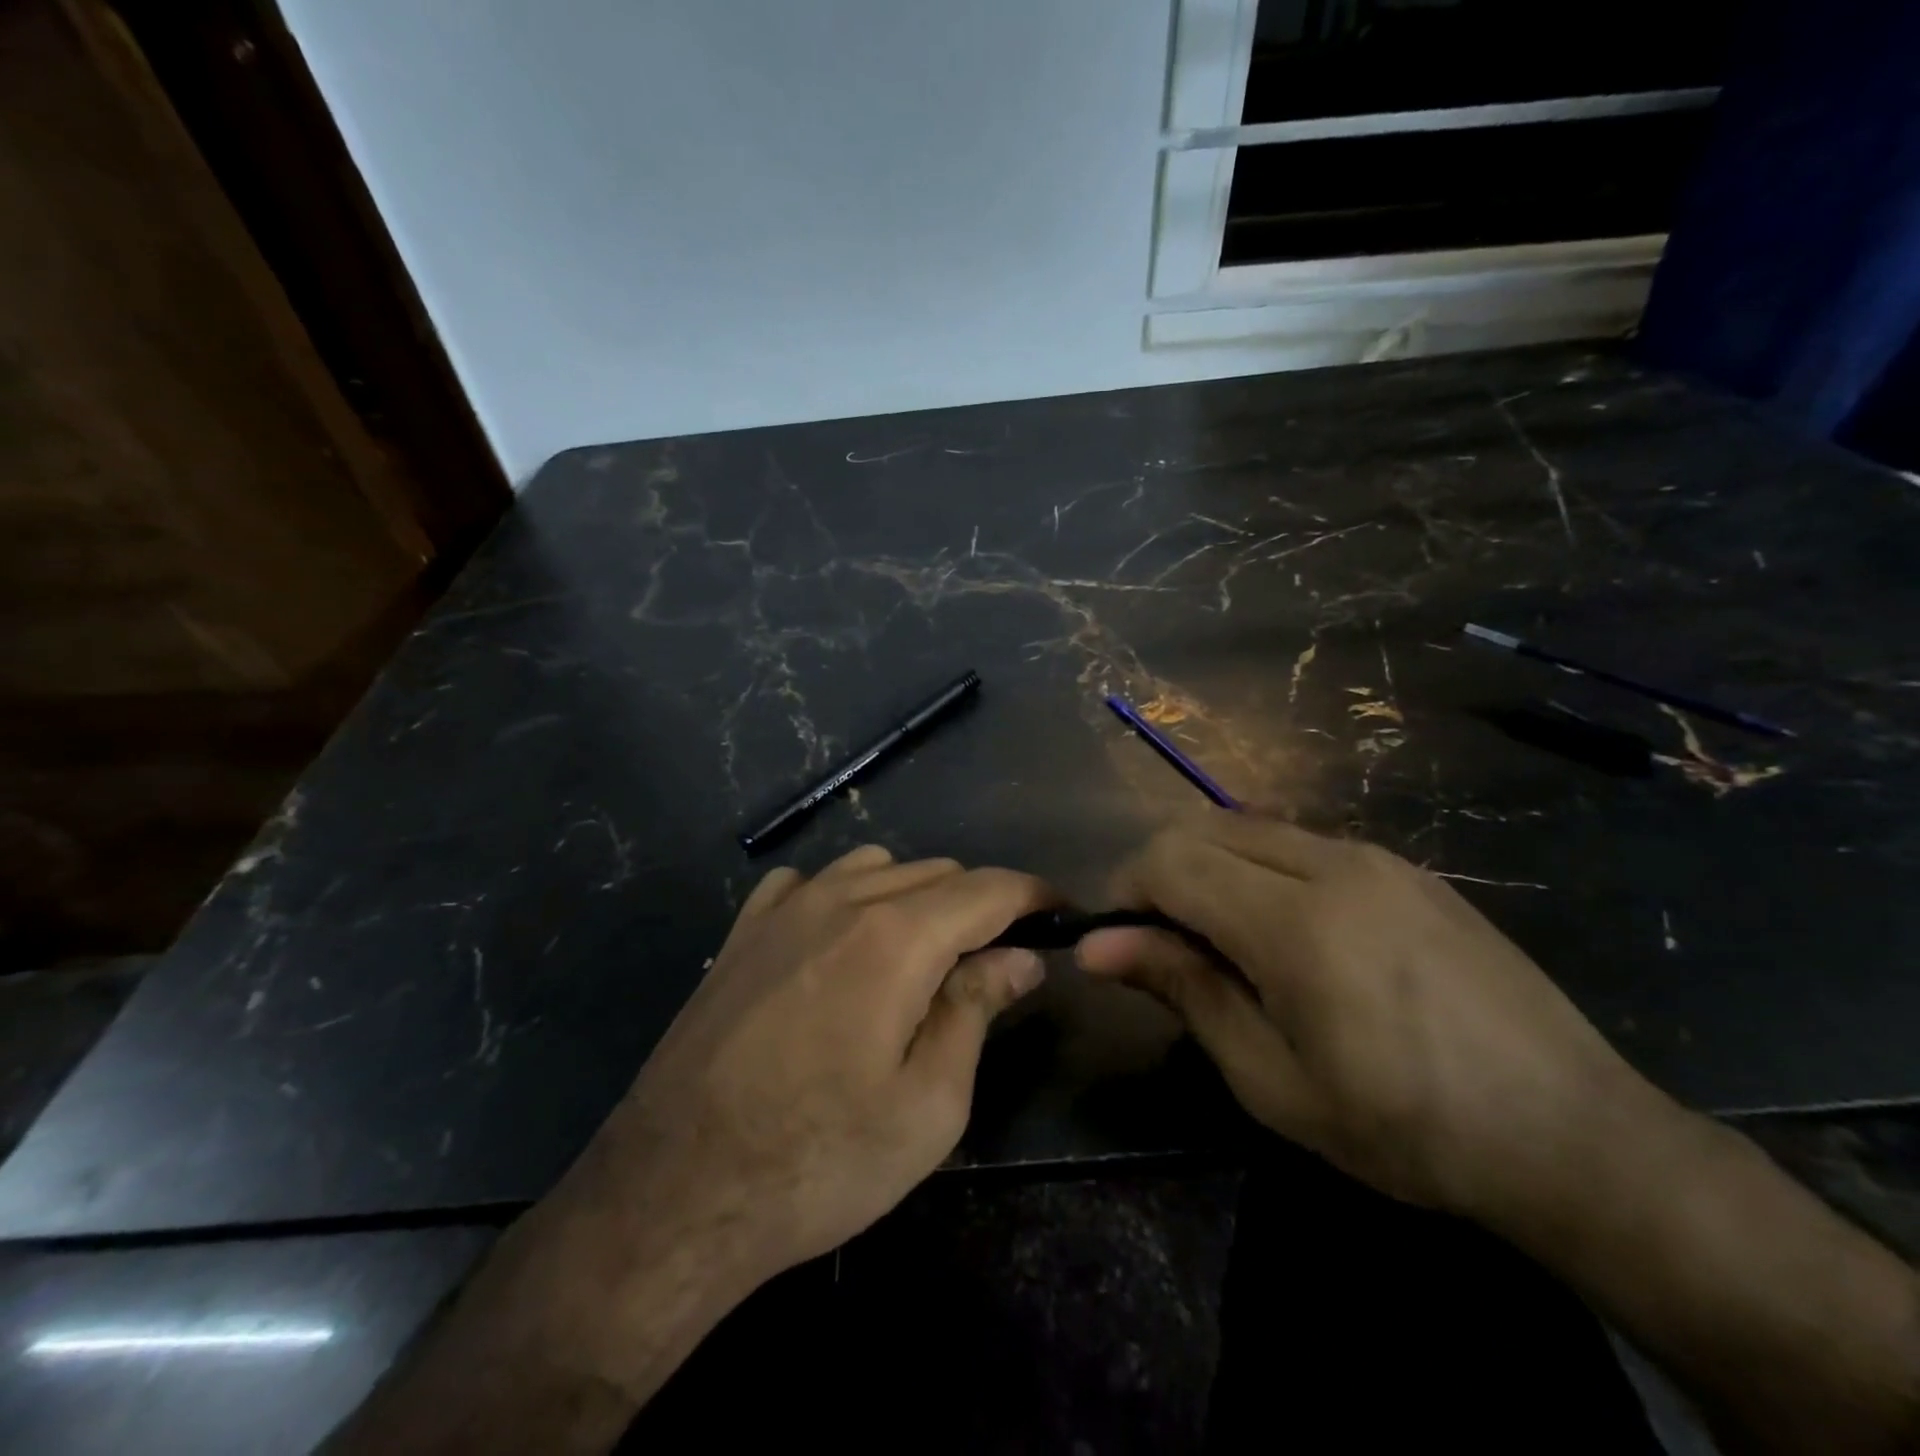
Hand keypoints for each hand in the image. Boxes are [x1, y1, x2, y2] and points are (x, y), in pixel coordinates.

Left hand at [573, 845, 1051, 1285]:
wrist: (674, 1195)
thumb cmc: (818, 1162)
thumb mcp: (928, 1105)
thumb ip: (976, 1009)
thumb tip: (1019, 957)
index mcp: (896, 937)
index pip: (987, 889)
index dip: (1033, 895)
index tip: (1061, 912)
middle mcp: (842, 899)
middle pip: (936, 872)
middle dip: (979, 904)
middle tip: (993, 961)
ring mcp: (785, 908)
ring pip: (877, 866)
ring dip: (915, 895)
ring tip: (920, 955)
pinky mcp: (743, 930)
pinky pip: (810, 880)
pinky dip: (846, 894)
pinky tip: (840, 942)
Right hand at [1077, 811, 1674, 1223]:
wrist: (1577, 1136)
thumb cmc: (1409, 1130)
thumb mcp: (1274, 1082)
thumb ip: (1185, 991)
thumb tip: (1098, 946)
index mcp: (1296, 922)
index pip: (1169, 860)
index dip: (1126, 893)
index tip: (1122, 946)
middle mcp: (1332, 863)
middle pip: (1201, 827)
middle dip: (1161, 874)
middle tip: (1167, 947)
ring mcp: (1375, 856)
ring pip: (1247, 826)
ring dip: (1210, 868)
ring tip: (1227, 944)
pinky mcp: (1404, 866)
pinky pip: (1299, 841)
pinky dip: (1258, 868)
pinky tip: (1289, 935)